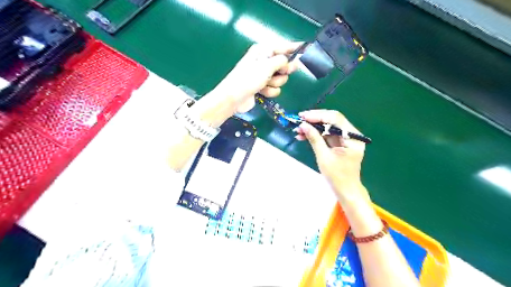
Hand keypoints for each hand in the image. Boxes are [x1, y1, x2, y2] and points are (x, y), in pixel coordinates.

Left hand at [213, 42, 301, 112]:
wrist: (234, 98)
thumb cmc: (248, 79)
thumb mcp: (266, 66)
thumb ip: (282, 61)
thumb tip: (290, 60)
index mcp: (262, 51)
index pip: (282, 46)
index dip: (294, 48)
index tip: (305, 48)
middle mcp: (263, 61)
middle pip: (284, 64)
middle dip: (283, 70)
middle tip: (282, 72)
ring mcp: (263, 75)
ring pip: (281, 78)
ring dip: (275, 83)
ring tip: (264, 84)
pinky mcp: (263, 87)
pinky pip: (275, 88)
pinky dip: (270, 91)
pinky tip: (262, 92)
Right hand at [293, 109, 369, 201]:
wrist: (346, 190)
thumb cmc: (337, 176)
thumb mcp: (324, 157)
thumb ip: (314, 139)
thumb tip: (303, 125)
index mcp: (353, 138)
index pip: (335, 119)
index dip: (318, 116)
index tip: (303, 116)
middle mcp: (351, 134)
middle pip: (332, 120)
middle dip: (314, 120)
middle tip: (298, 121)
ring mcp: (346, 138)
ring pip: (328, 127)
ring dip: (313, 127)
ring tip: (298, 130)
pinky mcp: (340, 143)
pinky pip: (327, 134)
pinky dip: (316, 134)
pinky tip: (304, 135)